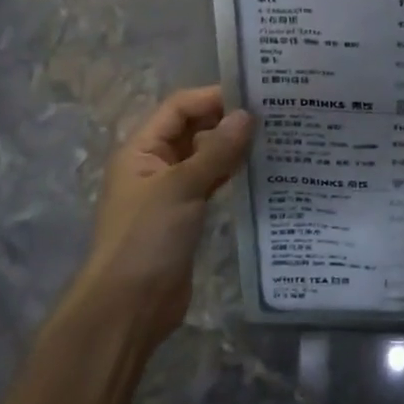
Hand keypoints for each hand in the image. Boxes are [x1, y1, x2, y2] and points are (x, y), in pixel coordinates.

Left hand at [76, 87, 252, 351]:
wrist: (128, 308)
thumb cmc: (146, 238)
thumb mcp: (182, 187)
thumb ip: (216, 151)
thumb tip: (247, 115)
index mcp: (141, 149)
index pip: (179, 107)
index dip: (213, 97)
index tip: (254, 95)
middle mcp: (154, 164)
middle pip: (193, 129)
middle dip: (227, 120)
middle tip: (273, 115)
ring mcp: (170, 192)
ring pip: (205, 157)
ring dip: (232, 147)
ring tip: (274, 138)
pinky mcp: (186, 216)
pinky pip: (211, 182)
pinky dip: (231, 173)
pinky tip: (260, 170)